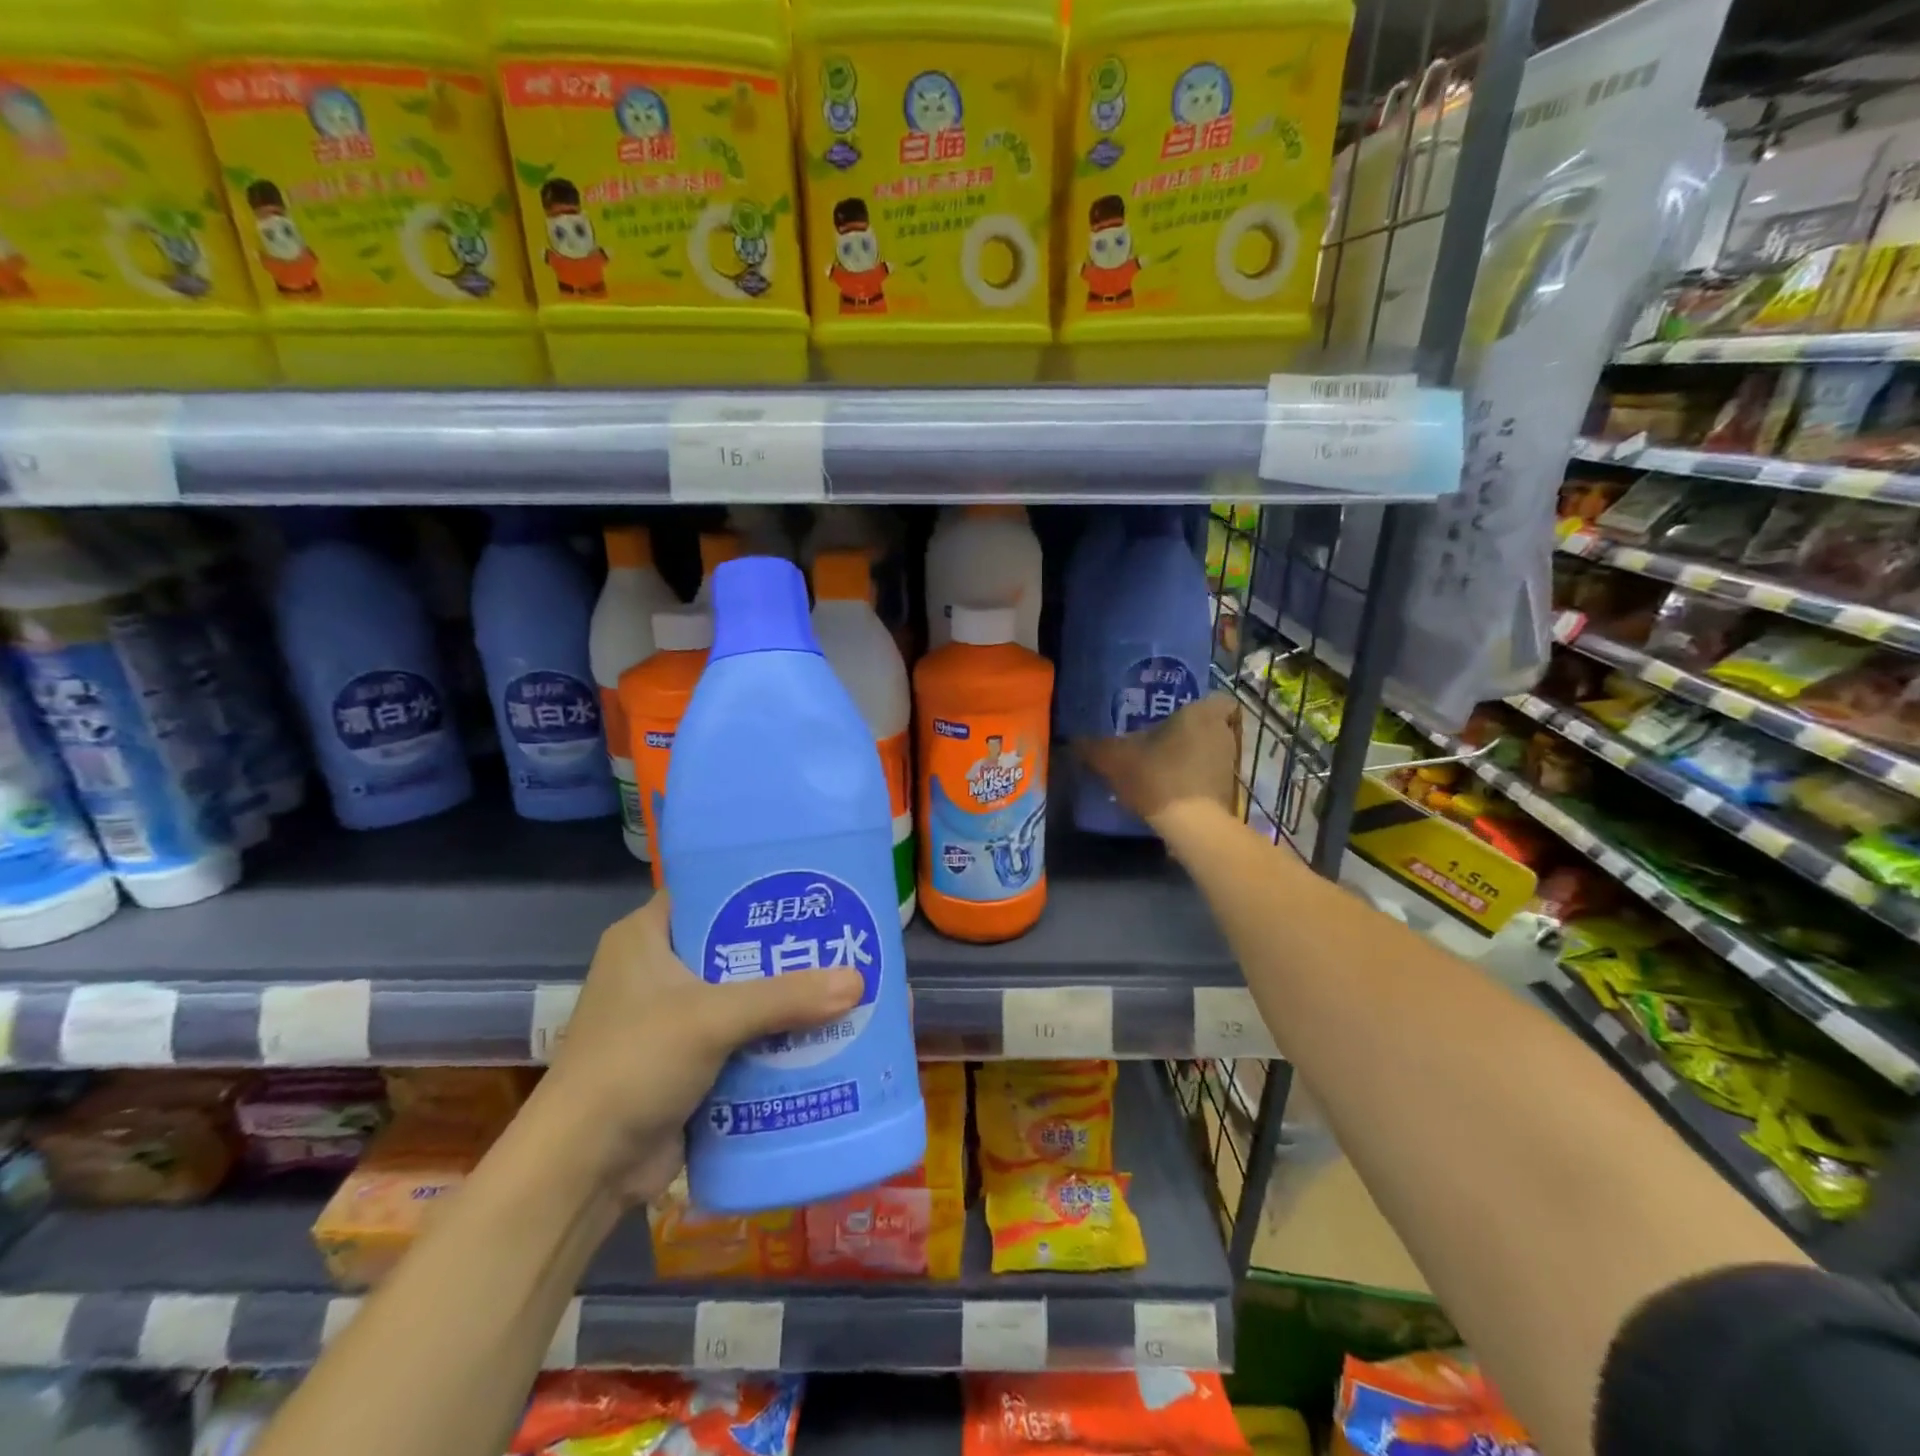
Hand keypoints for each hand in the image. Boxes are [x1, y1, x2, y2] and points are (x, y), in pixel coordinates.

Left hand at [539, 894, 862, 1204]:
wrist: (582, 1172)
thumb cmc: (632, 1066)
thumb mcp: (711, 1019)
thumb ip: (784, 998)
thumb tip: (859, 981)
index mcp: (646, 937)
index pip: (709, 891)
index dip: (757, 886)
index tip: (811, 885)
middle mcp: (659, 970)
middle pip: (736, 945)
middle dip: (786, 946)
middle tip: (843, 933)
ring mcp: (674, 1018)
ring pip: (745, 993)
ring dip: (788, 996)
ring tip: (848, 977)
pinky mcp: (690, 1060)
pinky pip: (745, 1035)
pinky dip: (777, 1036)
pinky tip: (826, 1030)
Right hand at [1076, 693, 1238, 827]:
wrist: (1190, 825)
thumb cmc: (1156, 775)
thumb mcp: (1113, 759)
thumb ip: (1093, 748)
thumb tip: (1072, 742)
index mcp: (1200, 714)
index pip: (1218, 699)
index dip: (1200, 707)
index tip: (1178, 717)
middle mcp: (1221, 734)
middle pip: (1210, 727)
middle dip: (1190, 734)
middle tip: (1162, 742)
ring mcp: (1229, 765)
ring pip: (1211, 754)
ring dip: (1193, 760)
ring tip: (1163, 770)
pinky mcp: (1228, 793)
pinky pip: (1210, 779)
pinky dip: (1196, 783)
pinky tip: (1171, 793)